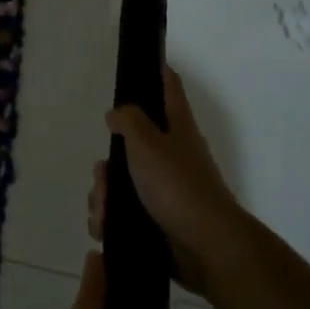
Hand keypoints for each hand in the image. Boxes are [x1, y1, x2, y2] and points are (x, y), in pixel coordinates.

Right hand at [91, 67, 248, 294]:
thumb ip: (129, 121)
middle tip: (104, 175)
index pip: (169, 88)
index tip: (141, 62)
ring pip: (120, 184)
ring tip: (104, 210)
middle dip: (108, 164)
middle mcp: (172, 156)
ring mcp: (164, 191)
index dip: (156, 71)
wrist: (205, 246)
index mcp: (177, 129)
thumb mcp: (147, 143)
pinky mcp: (157, 222)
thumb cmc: (177, 185)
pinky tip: (106, 228)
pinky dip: (110, 220)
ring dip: (103, 196)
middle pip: (130, 146)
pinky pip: (122, 215)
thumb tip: (117, 113)